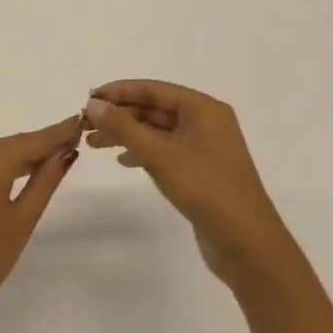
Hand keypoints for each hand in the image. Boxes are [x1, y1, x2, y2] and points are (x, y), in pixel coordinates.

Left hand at [0, 117, 81, 332]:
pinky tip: (19, 175)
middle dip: (42, 144)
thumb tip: (65, 152)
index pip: (33, 139)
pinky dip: (1, 168)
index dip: (59, 132)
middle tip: (74, 140)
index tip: (82, 121)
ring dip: (22, 157)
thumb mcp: (22, 220)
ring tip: (54, 158)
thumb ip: (45, 181)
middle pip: (13, 145)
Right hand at [83, 81, 288, 284]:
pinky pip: (165, 151)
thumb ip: (124, 127)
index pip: (154, 89)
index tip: (88, 98)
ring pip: (157, 131)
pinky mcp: (200, 171)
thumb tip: (93, 104)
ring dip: (127, 134)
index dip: (119, 91)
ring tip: (94, 143)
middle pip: (155, 108)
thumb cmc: (206, 189)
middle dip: (120, 114)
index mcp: (203, 109)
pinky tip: (123, 161)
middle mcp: (206, 123)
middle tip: (85, 124)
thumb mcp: (160, 155)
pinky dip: (142, 152)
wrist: (247, 243)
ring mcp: (204, 148)